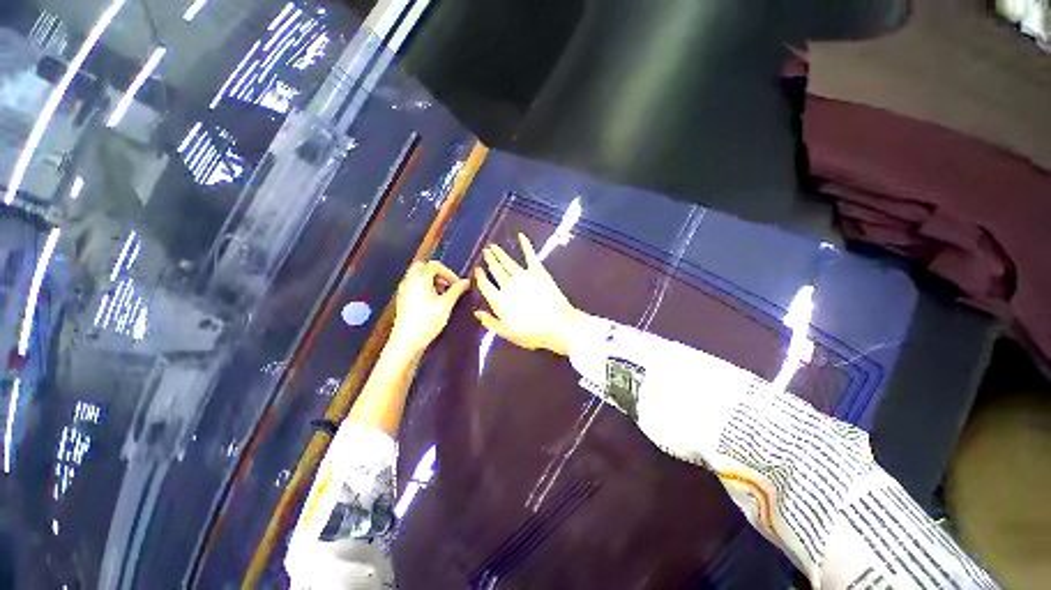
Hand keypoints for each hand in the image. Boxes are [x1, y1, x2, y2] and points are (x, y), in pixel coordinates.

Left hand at [389, 260, 469, 355]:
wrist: (406, 340)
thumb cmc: (427, 321)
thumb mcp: (446, 305)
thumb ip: (456, 290)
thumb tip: (466, 281)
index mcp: (420, 279)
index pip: (434, 265)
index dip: (448, 272)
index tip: (457, 283)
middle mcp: (409, 281)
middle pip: (423, 267)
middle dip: (437, 273)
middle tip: (447, 284)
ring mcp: (404, 290)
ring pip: (417, 276)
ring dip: (430, 280)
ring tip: (442, 294)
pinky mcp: (402, 299)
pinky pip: (413, 285)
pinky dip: (424, 287)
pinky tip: (432, 301)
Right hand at [474, 233, 586, 355]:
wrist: (557, 324)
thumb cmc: (532, 333)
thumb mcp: (507, 333)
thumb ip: (490, 322)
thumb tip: (476, 313)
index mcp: (499, 300)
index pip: (485, 285)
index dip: (480, 276)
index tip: (477, 269)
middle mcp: (508, 285)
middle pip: (496, 270)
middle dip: (489, 260)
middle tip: (485, 251)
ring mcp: (523, 276)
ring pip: (508, 262)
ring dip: (500, 253)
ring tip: (494, 246)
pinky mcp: (538, 271)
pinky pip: (530, 255)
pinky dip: (525, 245)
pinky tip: (521, 236)